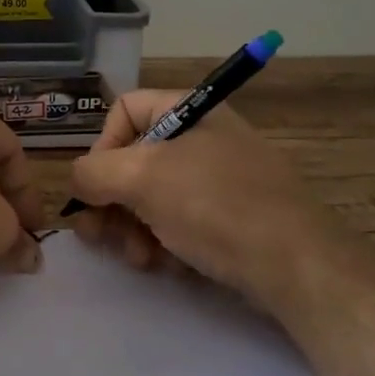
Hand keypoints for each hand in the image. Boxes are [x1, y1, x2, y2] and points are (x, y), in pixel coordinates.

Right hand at [67, 91, 319, 297]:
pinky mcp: (229, 218)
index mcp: (189, 111)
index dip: (101, 145)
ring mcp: (218, 179)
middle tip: (99, 235)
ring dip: (132, 228)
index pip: (124, 109)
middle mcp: (203, 138)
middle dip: (112, 201)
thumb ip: (93, 172)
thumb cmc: (214, 206)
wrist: (295, 265)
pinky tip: (166, 265)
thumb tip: (79, 181)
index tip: (95, 185)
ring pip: (152, 196)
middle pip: (133, 160)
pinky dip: (164, 241)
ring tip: (137, 258)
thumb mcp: (142, 178)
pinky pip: (180, 221)